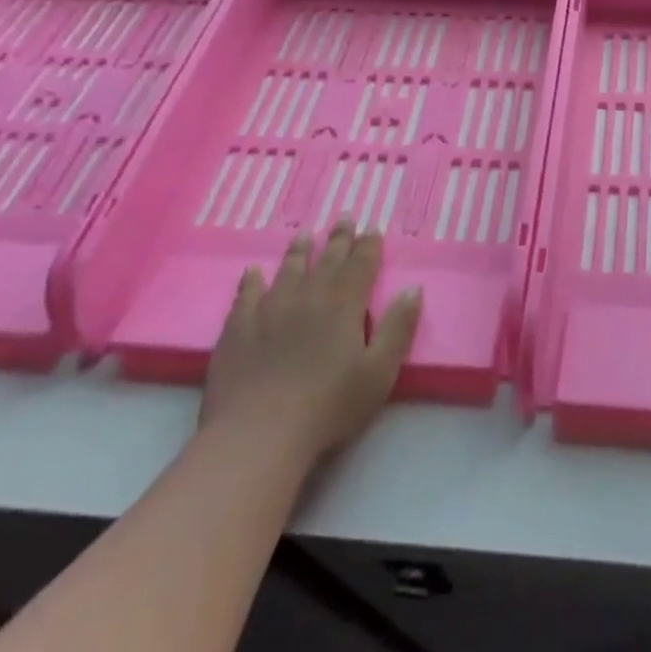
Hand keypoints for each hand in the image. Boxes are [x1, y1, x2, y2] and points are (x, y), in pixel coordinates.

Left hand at [200, 222, 422, 460]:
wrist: (259, 434)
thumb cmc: (329, 406)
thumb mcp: (379, 372)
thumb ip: (398, 328)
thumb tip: (413, 289)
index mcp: (344, 304)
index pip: (361, 265)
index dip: (369, 245)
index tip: (373, 227)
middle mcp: (307, 296)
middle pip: (327, 260)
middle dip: (339, 239)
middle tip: (344, 217)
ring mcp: (268, 309)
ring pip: (288, 269)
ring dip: (299, 251)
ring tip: (304, 234)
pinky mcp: (237, 328)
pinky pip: (246, 294)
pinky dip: (252, 280)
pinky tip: (253, 273)